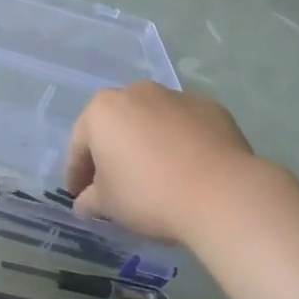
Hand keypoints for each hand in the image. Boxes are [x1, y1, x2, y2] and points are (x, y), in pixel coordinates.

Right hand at [66, 84, 279, 245]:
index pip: (80, 144)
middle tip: (116, 185)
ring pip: (152, 121)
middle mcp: (136, 92)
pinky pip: (186, 127)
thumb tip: (84, 203)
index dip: (78, 173)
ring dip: (148, 144)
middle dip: (113, 152)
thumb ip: (90, 200)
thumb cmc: (148, 194)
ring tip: (157, 176)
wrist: (221, 192)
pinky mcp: (211, 108)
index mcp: (102, 110)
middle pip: (117, 125)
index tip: (80, 196)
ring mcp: (176, 97)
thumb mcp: (108, 205)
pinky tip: (188, 169)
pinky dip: (181, 143)